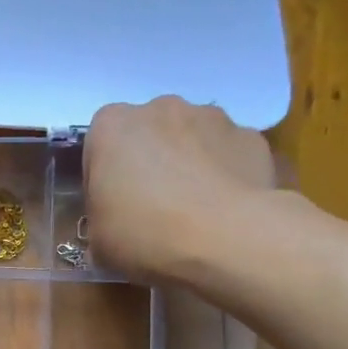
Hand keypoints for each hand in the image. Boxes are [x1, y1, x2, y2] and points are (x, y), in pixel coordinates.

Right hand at [82, 96, 277, 285]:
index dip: (103, 180)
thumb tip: (113, 219)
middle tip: (150, 209)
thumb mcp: (98, 240)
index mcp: (111, 126)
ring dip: (186, 164)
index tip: (111, 208)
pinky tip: (222, 209)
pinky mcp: (249, 136)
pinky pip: (226, 154)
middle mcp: (160, 108)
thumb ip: (100, 218)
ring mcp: (211, 116)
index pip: (98, 148)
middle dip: (147, 164)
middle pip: (146, 135)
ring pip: (189, 139)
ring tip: (192, 210)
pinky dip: (223, 174)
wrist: (226, 239)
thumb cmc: (145, 234)